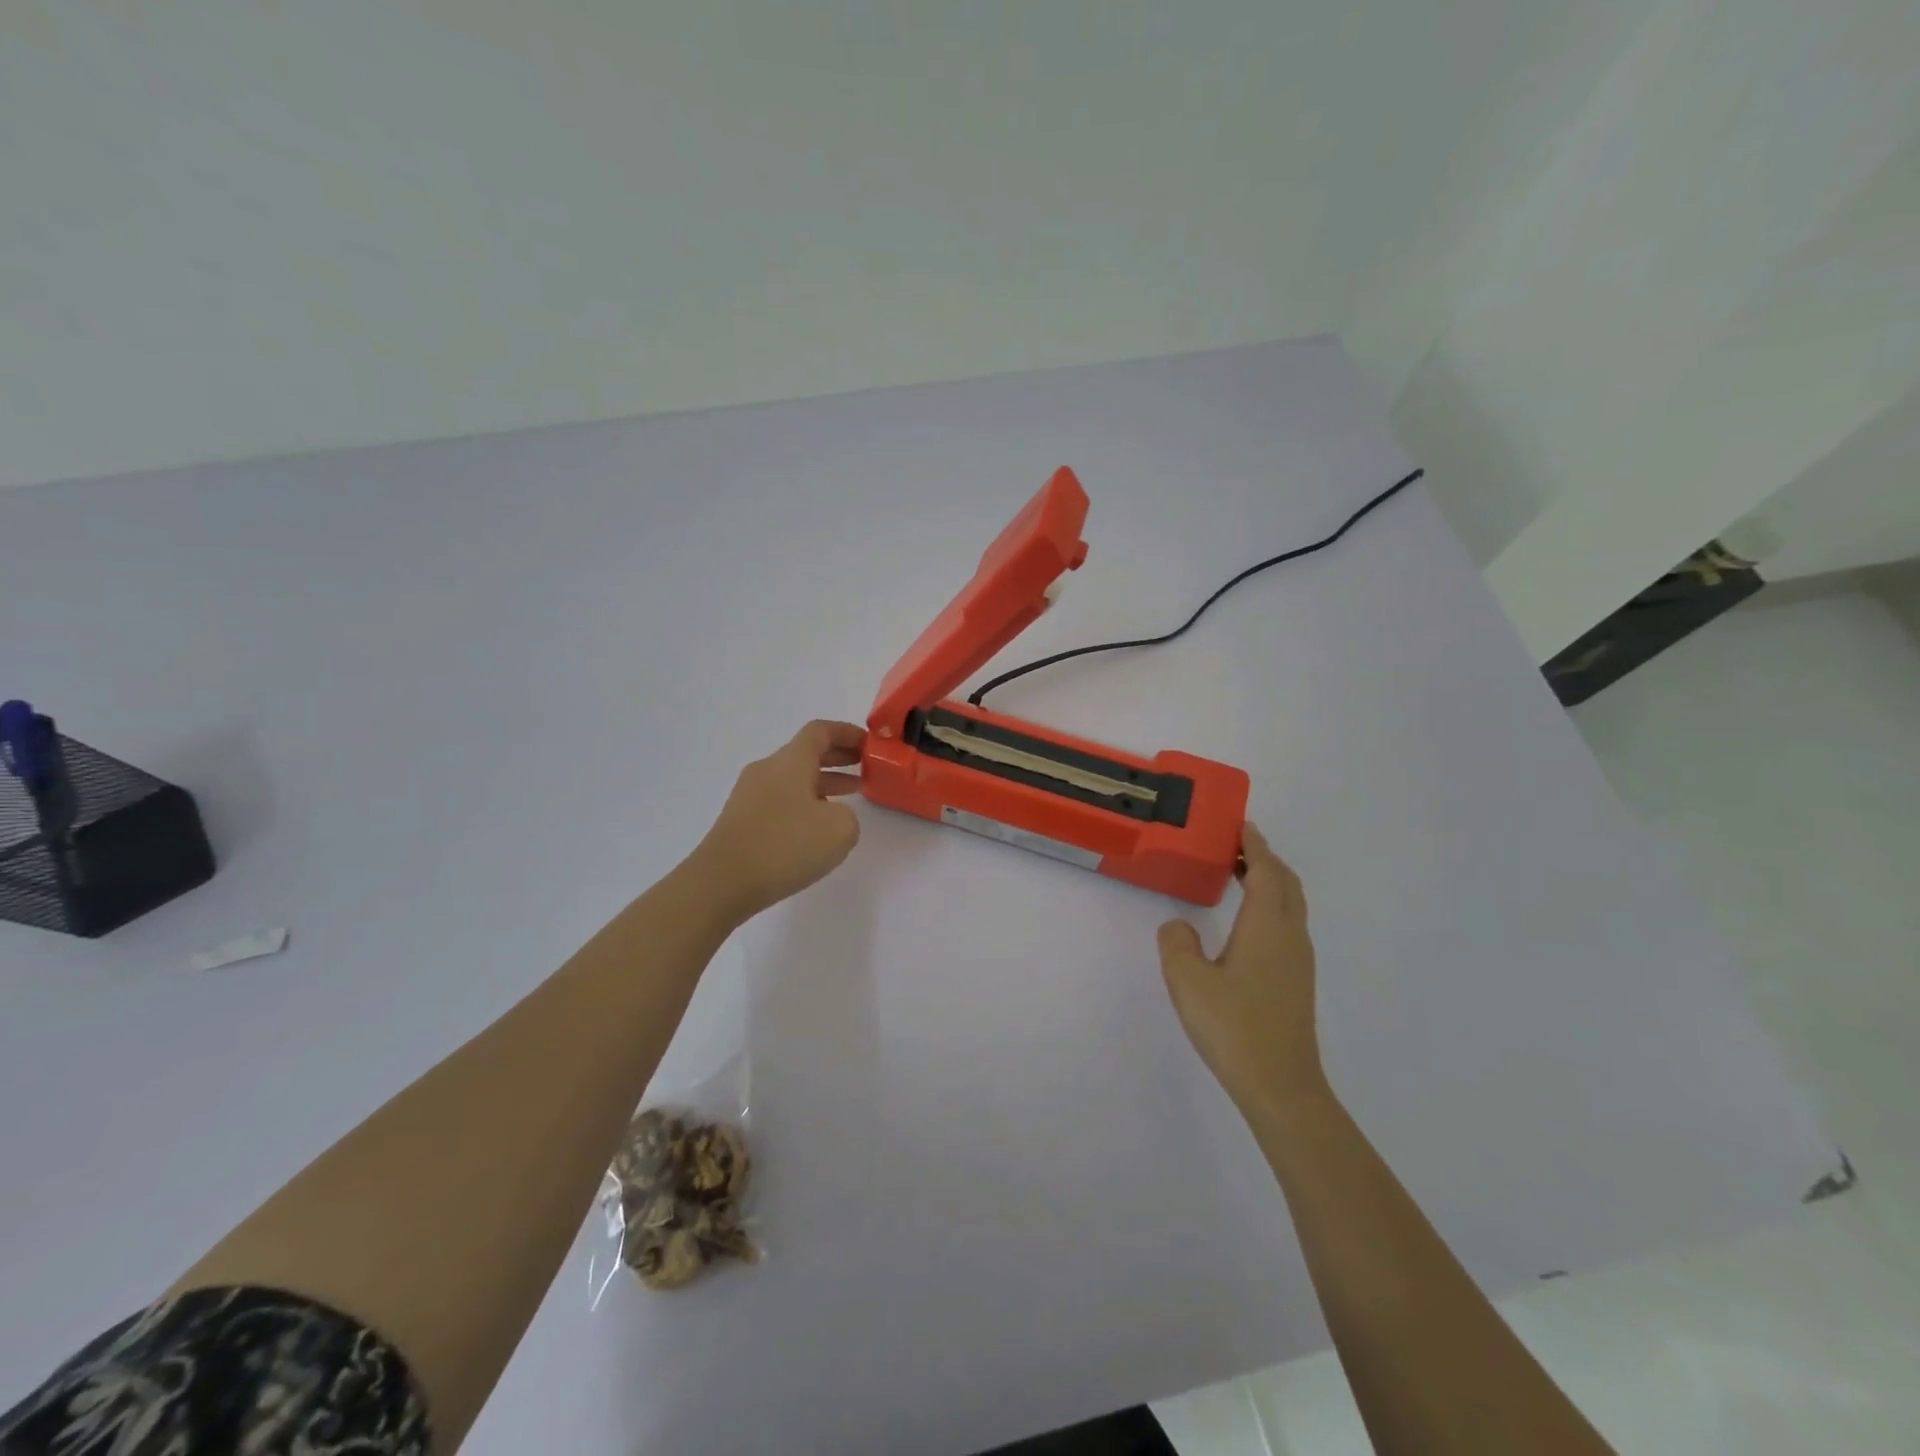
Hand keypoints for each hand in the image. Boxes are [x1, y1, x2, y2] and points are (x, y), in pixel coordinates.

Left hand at [692, 721, 865, 920]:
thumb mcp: (840, 829)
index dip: (847, 733)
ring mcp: (749, 795)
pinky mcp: (740, 820)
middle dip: (838, 757)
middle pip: (806, 752)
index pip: (820, 731)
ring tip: (849, 797)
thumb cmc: (785, 846)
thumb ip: (849, 814)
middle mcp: (767, 770)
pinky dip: (804, 802)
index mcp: (791, 761)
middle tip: (865, 768)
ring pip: (793, 778)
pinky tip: (816, 827)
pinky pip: (780, 799)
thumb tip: (833, 815)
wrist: (721, 882)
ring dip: (823, 782)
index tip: (869, 744)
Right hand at [1157, 823, 1330, 1120]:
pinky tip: (1247, 924)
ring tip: (1240, 876)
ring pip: (1291, 905)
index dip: (1254, 845)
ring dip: (1270, 882)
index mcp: (1267, 926)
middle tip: (1236, 846)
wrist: (1281, 1086)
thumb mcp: (1187, 980)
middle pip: (1286, 883)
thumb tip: (1179, 925)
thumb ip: (1176, 942)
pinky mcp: (1296, 982)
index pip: (1266, 871)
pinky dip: (1272, 906)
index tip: (1241, 825)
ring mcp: (1298, 961)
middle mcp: (1290, 936)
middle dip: (1265, 859)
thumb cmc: (1234, 1026)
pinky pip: (1287, 925)